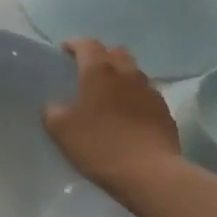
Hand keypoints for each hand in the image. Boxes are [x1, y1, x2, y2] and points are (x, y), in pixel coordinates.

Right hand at [44, 39, 180, 195]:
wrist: (148, 172)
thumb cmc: (99, 146)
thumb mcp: (61, 130)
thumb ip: (52, 111)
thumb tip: (55, 105)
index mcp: (100, 71)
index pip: (87, 44)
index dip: (74, 45)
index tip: (64, 51)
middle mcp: (127, 73)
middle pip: (115, 53)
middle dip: (100, 56)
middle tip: (87, 72)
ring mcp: (150, 90)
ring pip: (133, 72)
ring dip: (119, 76)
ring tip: (108, 95)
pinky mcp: (164, 110)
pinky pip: (145, 94)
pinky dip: (133, 97)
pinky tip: (127, 116)